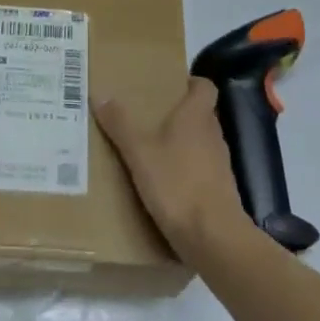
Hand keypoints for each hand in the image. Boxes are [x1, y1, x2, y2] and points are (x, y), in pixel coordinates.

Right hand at [94, 78, 250, 263]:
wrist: (213, 237)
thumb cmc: (177, 184)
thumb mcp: (139, 152)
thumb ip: (120, 123)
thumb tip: (100, 92)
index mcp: (197, 115)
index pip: (205, 86)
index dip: (190, 83)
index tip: (168, 87)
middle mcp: (212, 134)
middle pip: (199, 114)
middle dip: (177, 114)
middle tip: (147, 117)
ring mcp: (219, 164)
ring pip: (199, 142)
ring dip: (180, 143)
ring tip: (150, 149)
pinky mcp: (219, 190)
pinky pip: (200, 170)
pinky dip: (184, 171)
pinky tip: (163, 184)